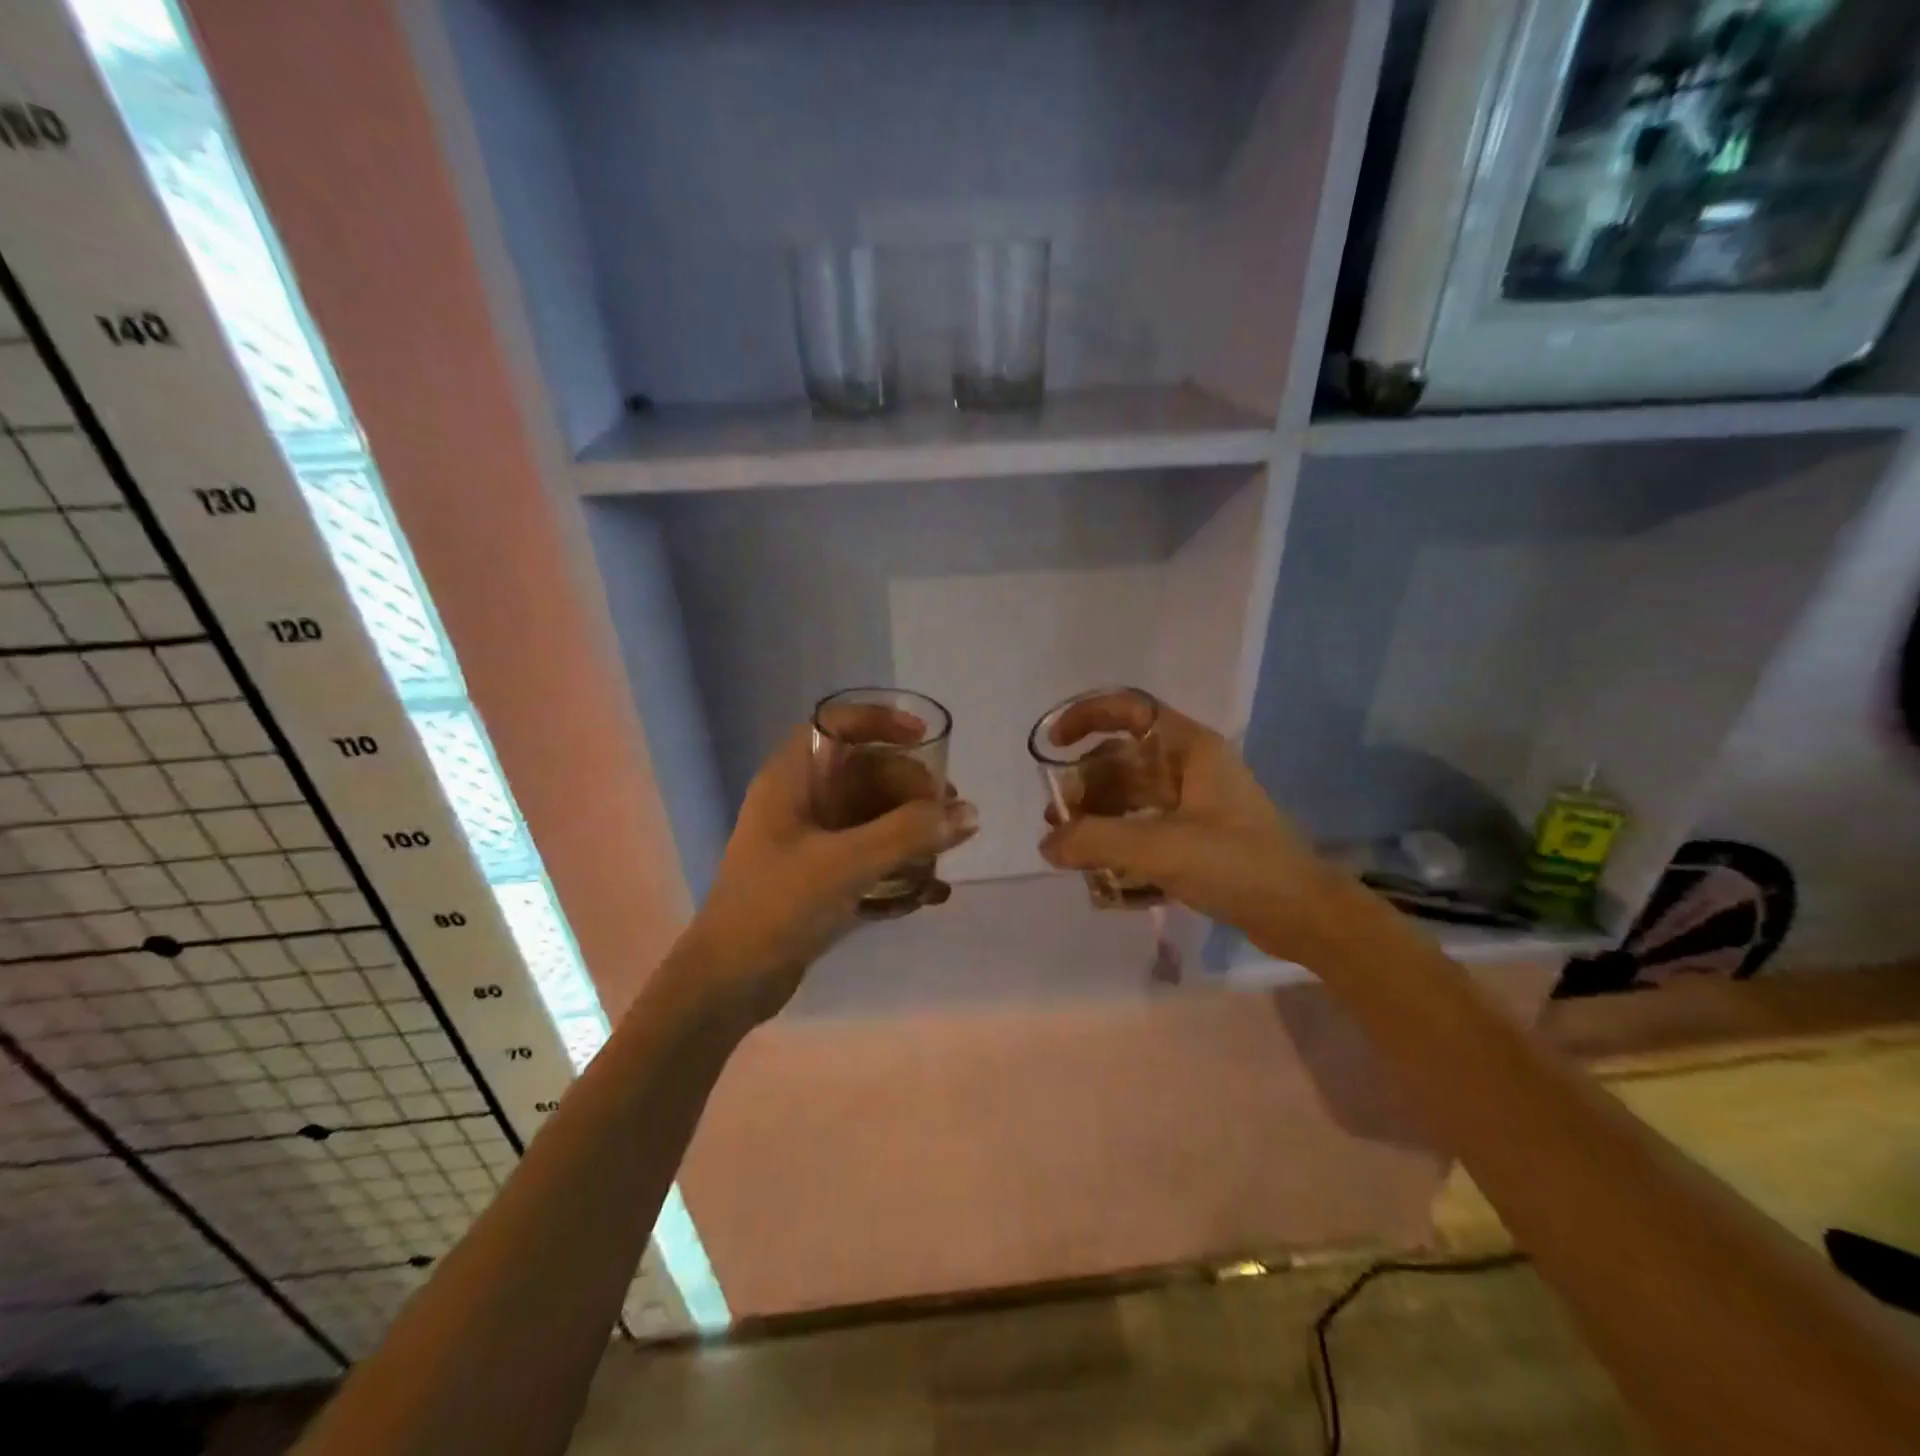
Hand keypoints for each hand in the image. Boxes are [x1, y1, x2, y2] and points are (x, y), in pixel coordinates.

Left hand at [675, 716, 977, 1027]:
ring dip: (910, 829)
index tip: (926, 740)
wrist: (728, 982)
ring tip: (946, 852)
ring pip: (871, 815)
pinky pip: (868, 854)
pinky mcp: (819, 876)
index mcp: (792, 778)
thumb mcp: (846, 864)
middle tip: (950, 813)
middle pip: (865, 772)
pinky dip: (898, 864)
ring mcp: (809, 839)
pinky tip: (929, 892)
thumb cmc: (777, 906)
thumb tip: (970, 814)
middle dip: (911, 788)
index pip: (838, 724)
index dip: (882, 722)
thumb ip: (909, 834)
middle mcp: (800, 800)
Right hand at [1037, 694, 1339, 960]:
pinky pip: (1145, 823)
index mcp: (1189, 748)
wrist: (1301, 913)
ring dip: (1097, 814)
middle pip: (1123, 758)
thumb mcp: (1160, 848)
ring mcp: (1195, 801)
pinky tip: (1099, 865)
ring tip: (1069, 845)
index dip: (1086, 715)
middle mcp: (1190, 766)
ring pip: (1131, 793)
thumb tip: (1048, 844)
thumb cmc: (1236, 864)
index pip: (1130, 708)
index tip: (1053, 744)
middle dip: (1085, 783)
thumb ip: (1096, 841)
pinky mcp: (1197, 834)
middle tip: (1056, 818)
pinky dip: (1118, 837)